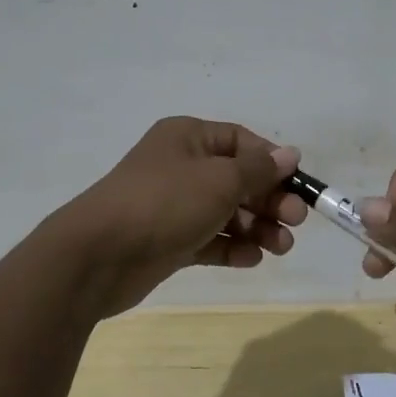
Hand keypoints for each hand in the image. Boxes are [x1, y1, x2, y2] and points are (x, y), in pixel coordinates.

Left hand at [56, 117, 307, 317]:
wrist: (97, 256)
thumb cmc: (165, 203)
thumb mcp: (220, 180)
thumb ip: (259, 169)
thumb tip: (290, 154)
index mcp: (189, 137)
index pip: (241, 142)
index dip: (272, 162)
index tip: (297, 185)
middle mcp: (181, 166)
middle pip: (237, 178)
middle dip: (269, 199)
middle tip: (295, 221)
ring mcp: (173, 205)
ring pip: (226, 211)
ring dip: (256, 227)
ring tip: (281, 248)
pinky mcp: (168, 240)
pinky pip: (209, 238)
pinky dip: (231, 246)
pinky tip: (252, 259)